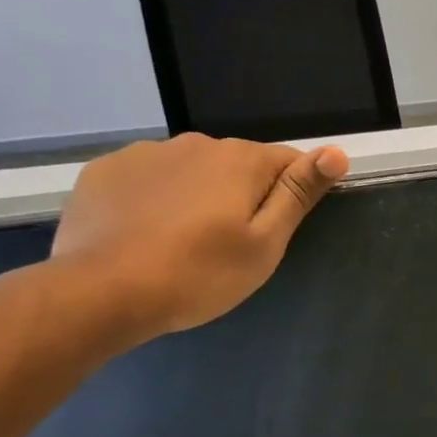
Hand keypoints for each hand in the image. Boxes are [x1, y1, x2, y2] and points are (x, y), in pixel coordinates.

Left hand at [50, 133, 348, 344]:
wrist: (100, 293)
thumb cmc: (199, 274)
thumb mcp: (265, 243)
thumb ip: (298, 193)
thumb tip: (336, 152)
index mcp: (241, 160)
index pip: (289, 162)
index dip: (293, 193)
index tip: (278, 230)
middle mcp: (195, 143)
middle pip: (238, 165)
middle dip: (243, 195)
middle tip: (231, 245)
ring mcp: (144, 154)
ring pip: (191, 170)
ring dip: (198, 195)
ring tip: (184, 242)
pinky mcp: (104, 171)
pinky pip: (148, 179)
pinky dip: (155, 199)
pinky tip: (145, 234)